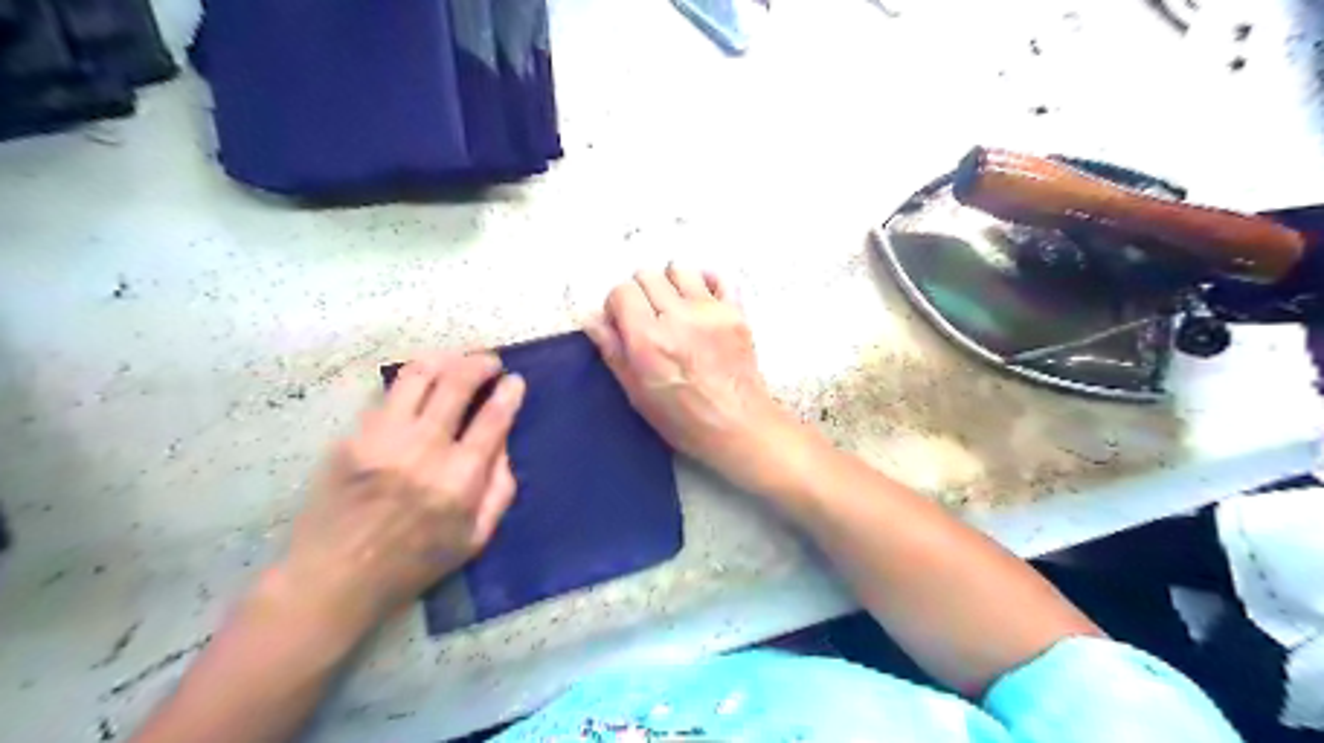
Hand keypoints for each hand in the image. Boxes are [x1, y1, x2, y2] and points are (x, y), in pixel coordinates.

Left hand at [277, 353, 524, 638]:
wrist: (334, 577)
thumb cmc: (415, 563)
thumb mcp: (476, 538)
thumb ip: (501, 488)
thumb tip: (504, 442)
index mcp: (460, 479)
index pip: (493, 418)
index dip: (509, 392)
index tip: (515, 380)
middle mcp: (424, 449)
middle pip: (457, 383)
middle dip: (480, 363)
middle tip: (490, 362)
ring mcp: (383, 439)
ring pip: (418, 375)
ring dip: (445, 359)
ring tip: (456, 360)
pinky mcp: (353, 437)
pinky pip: (388, 396)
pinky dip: (412, 382)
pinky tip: (421, 385)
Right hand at [587, 268, 805, 493]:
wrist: (737, 426)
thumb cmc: (681, 418)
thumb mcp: (636, 392)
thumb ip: (612, 349)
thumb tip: (590, 316)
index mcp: (648, 339)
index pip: (621, 291)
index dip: (617, 305)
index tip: (622, 323)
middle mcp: (677, 316)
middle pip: (647, 274)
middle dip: (641, 292)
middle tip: (648, 317)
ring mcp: (710, 310)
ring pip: (680, 270)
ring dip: (671, 283)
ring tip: (675, 308)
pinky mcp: (736, 311)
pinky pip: (718, 277)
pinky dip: (705, 282)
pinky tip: (701, 301)